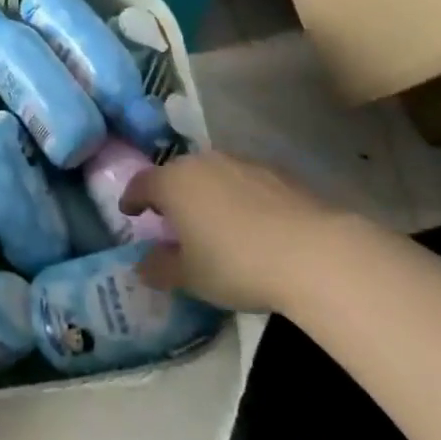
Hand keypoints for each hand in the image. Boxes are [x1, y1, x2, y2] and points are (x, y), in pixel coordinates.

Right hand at [120, 152, 340, 311]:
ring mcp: (240, 162)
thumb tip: (141, 266)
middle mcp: (202, 162)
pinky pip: (243, 181)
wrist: (312, 251)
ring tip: (212, 221)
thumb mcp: (191, 277)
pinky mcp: (275, 171)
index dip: (132, 198)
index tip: (129, 211)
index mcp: (173, 182)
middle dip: (170, 194)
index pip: (141, 183)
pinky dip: (238, 197)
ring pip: (211, 174)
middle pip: (176, 174)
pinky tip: (251, 223)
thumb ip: (160, 269)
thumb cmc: (236, 263)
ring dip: (206, 193)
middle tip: (171, 219)